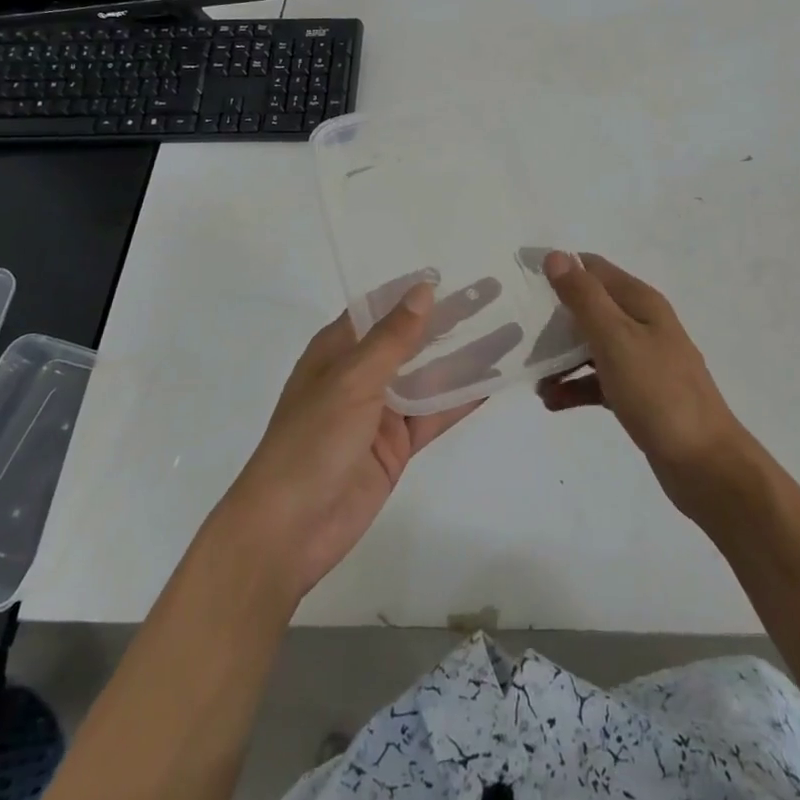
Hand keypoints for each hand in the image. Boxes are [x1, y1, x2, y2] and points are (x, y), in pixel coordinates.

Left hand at [219, 279, 502, 598]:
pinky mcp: (397, 445)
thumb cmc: (311, 441)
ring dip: (465, 355)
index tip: (456, 270)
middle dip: (450, 317)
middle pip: (412, 337)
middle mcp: (361, 374)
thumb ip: (392, 338)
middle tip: (493, 292)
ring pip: (431, 374)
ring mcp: (381, 411)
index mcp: (338, 350)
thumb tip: (424, 289)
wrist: (290, 530)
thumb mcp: (352, 380)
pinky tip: (495, 380)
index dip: (415, 290)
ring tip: (509, 331)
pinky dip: (463, 398)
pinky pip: (435, 413)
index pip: (381, 307)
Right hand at [538, 251, 756, 512]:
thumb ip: (584, 298)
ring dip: (561, 356)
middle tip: (518, 333)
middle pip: (590, 307)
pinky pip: (598, 380)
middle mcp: (642, 324)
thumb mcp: (616, 339)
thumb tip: (556, 256)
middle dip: (554, 318)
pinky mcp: (638, 393)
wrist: (704, 463)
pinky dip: (575, 386)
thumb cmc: (658, 393)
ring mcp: (642, 360)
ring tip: (532, 376)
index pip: (594, 269)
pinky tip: (552, 402)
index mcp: (641, 303)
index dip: (560, 269)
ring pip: (591, 346)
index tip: (522, 283)